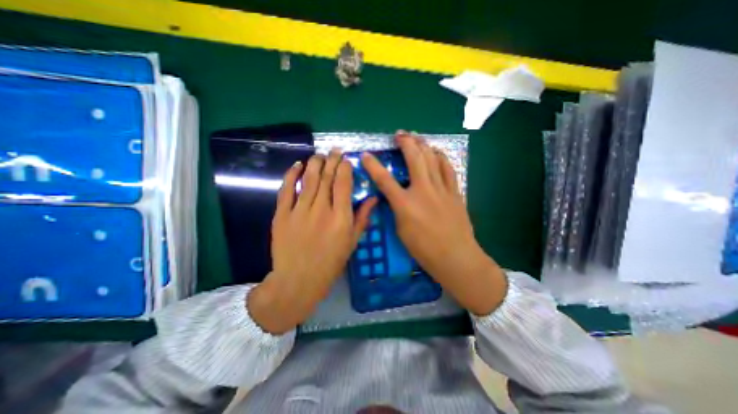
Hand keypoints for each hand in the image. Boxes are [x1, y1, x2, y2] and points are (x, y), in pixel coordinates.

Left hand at [249, 149, 376, 333]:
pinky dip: (291, 174)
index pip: (343, 184)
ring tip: (319, 154)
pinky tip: (297, 165)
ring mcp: (299, 211)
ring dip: (314, 163)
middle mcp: (321, 210)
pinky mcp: (282, 214)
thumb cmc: (330, 263)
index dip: (345, 168)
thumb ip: (363, 218)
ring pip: (308, 179)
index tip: (346, 160)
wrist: (298, 280)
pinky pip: (286, 189)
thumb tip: (373, 198)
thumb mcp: (352, 242)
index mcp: (341, 218)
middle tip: (334, 150)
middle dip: (331, 160)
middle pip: (327, 177)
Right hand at [363, 132, 507, 314]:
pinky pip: (448, 168)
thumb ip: (397, 209)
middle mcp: (423, 191)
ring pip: (432, 158)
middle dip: (405, 142)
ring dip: (423, 144)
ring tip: (417, 137)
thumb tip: (396, 195)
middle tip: (399, 134)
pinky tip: (436, 151)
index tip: (366, 155)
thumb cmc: (424, 249)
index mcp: (405, 204)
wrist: (456, 256)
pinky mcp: (454, 192)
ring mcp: (441, 189)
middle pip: (414, 158)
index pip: (384, 180)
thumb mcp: (401, 231)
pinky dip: (441, 157)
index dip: (373, 166)